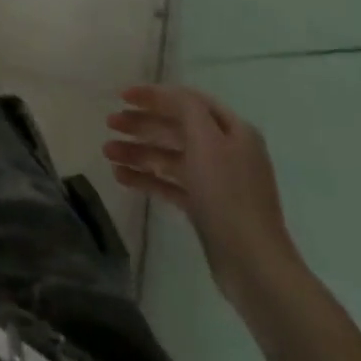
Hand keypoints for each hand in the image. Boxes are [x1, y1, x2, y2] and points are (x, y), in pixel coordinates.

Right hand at [104, 84, 299, 307]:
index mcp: (233, 132)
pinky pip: (170, 184)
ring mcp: (215, 182)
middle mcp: (226, 152)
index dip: (155, 95)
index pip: (189, 101)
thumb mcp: (207, 141)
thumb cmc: (228, 195)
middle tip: (110, 124)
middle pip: (176, 128)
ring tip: (108, 153)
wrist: (253, 265)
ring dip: (138, 152)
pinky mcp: (205, 208)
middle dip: (142, 124)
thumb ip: (186, 109)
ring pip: (169, 157)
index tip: (122, 96)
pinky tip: (121, 176)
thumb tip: (167, 95)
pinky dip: (147, 178)